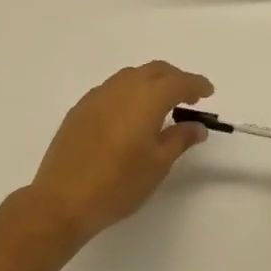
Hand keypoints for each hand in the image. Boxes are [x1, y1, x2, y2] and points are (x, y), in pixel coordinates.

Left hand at [26, 62, 213, 242]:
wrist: (63, 199)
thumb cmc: (118, 184)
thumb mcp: (158, 164)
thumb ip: (180, 139)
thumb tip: (196, 126)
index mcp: (146, 98)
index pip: (178, 81)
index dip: (196, 84)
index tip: (208, 92)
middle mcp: (121, 88)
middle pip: (154, 71)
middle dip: (174, 78)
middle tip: (188, 97)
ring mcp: (97, 96)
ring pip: (131, 76)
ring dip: (150, 83)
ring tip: (160, 106)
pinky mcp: (80, 109)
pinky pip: (112, 89)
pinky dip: (129, 92)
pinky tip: (129, 115)